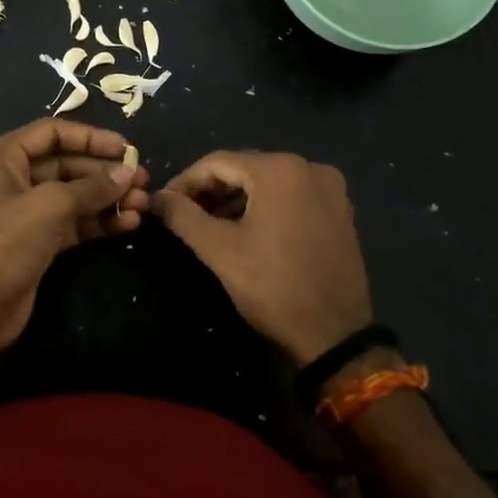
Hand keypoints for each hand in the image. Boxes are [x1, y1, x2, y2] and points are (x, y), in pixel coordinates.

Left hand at [0, 119, 148, 358]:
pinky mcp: (38, 241)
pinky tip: (128, 224)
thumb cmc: (4, 242)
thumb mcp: (49, 206)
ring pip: (73, 195)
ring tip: (143, 203)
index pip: (52, 133)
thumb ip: (91, 187)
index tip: (125, 148)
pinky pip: (73, 222)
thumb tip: (127, 173)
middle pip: (66, 164)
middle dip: (104, 172)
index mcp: (2, 157)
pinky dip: (98, 221)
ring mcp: (25, 212)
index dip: (90, 137)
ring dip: (107, 198)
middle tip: (143, 179)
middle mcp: (12, 178)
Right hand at [153, 151, 371, 364]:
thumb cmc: (272, 286)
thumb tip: (158, 197)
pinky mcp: (339, 211)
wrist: (335, 335)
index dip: (185, 181)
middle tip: (183, 214)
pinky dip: (265, 205)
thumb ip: (183, 216)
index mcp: (280, 170)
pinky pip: (291, 195)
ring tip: (210, 224)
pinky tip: (246, 229)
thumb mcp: (219, 250)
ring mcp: (330, 189)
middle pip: (245, 168)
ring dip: (236, 198)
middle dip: (211, 189)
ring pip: (268, 182)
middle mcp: (309, 168)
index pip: (217, 162)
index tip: (164, 203)